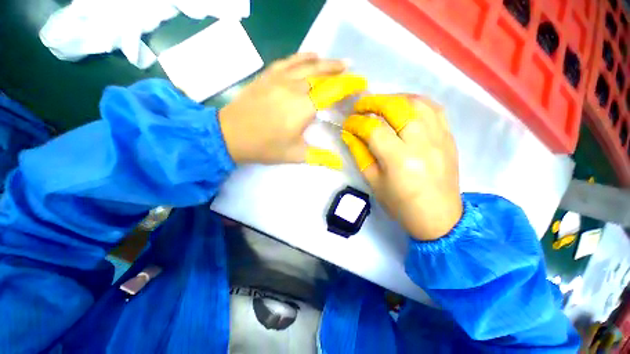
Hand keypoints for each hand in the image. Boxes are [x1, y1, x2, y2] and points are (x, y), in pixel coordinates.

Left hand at [219, 53, 366, 168]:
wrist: (230, 135)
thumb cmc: (265, 147)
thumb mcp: (295, 155)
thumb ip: (320, 158)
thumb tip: (340, 164)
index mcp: (303, 108)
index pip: (332, 91)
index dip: (349, 85)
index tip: (361, 83)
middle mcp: (293, 88)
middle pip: (322, 74)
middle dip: (340, 72)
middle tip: (352, 71)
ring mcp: (279, 78)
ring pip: (307, 64)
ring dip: (325, 62)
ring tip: (338, 62)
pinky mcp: (267, 75)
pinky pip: (289, 61)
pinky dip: (302, 56)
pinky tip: (311, 55)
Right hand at [341, 94, 461, 240]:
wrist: (438, 217)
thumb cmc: (401, 204)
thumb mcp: (374, 182)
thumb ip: (360, 154)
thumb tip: (349, 134)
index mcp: (399, 160)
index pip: (373, 130)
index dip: (356, 123)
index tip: (347, 123)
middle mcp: (421, 143)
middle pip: (396, 108)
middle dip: (373, 103)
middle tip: (360, 106)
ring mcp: (439, 137)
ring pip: (416, 103)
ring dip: (394, 98)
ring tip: (381, 104)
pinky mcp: (449, 137)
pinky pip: (435, 109)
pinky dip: (416, 102)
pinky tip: (404, 106)